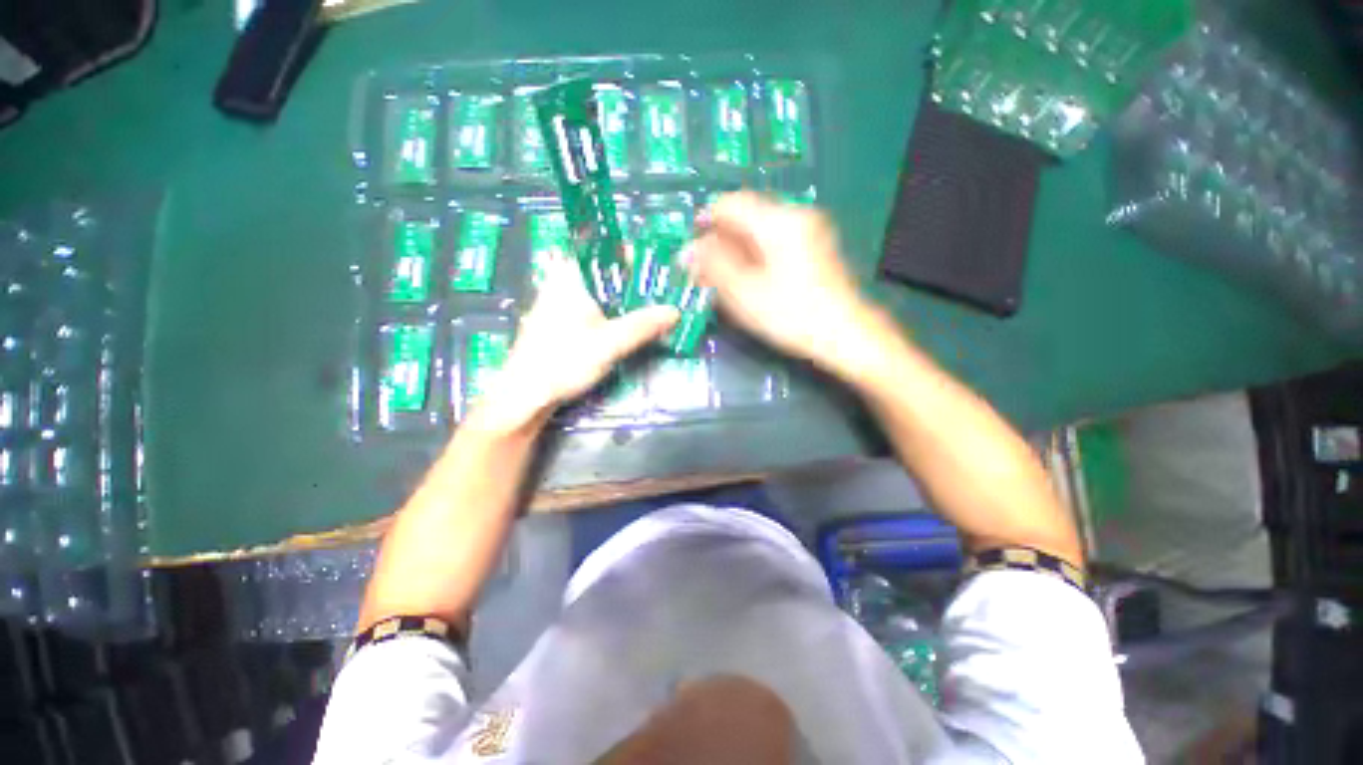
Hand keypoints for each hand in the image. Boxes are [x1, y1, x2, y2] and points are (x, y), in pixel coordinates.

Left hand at [471, 253, 677, 431]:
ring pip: (597, 294)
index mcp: (570, 277)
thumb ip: (643, 326)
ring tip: (649, 310)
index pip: (603, 251)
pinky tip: (624, 328)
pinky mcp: (559, 324)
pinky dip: (609, 314)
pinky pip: (590, 310)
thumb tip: (675, 311)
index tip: (655, 268)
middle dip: (631, 283)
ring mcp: (557, 305)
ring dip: (622, 301)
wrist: (525, 395)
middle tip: (659, 293)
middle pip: (602, 274)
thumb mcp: (610, 343)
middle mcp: (561, 284)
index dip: (631, 256)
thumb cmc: (564, 361)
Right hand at [686, 192, 876, 373]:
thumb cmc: (792, 315)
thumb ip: (713, 266)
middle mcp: (796, 216)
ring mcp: (809, 231)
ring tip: (722, 278)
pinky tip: (748, 279)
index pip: (730, 204)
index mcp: (778, 221)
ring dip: (736, 249)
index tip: (690, 249)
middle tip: (704, 270)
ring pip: (760, 230)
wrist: (846, 335)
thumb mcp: (745, 293)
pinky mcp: (815, 248)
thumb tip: (687, 250)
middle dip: (720, 240)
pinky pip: (775, 241)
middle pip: (746, 215)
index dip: (704, 222)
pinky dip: (755, 255)